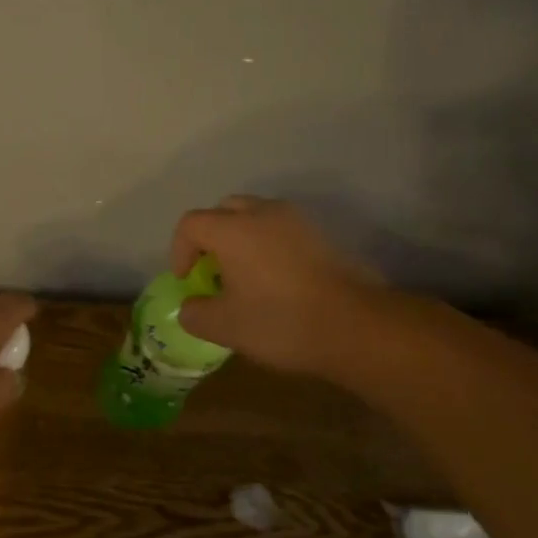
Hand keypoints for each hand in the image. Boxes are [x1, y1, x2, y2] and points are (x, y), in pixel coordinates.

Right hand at [170, 195, 390, 374]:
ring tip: (244, 275)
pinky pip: (283, 231)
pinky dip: (269, 246)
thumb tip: (191, 306)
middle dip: (210, 237)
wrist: (357, 327)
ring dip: (241, 239)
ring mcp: (298, 222)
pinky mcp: (323, 236)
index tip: (187, 281)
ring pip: (257, 216)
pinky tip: (275, 280)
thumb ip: (195, 313)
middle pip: (224, 210)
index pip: (190, 224)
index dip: (179, 251)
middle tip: (211, 269)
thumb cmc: (280, 322)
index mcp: (233, 230)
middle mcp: (264, 214)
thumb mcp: (224, 327)